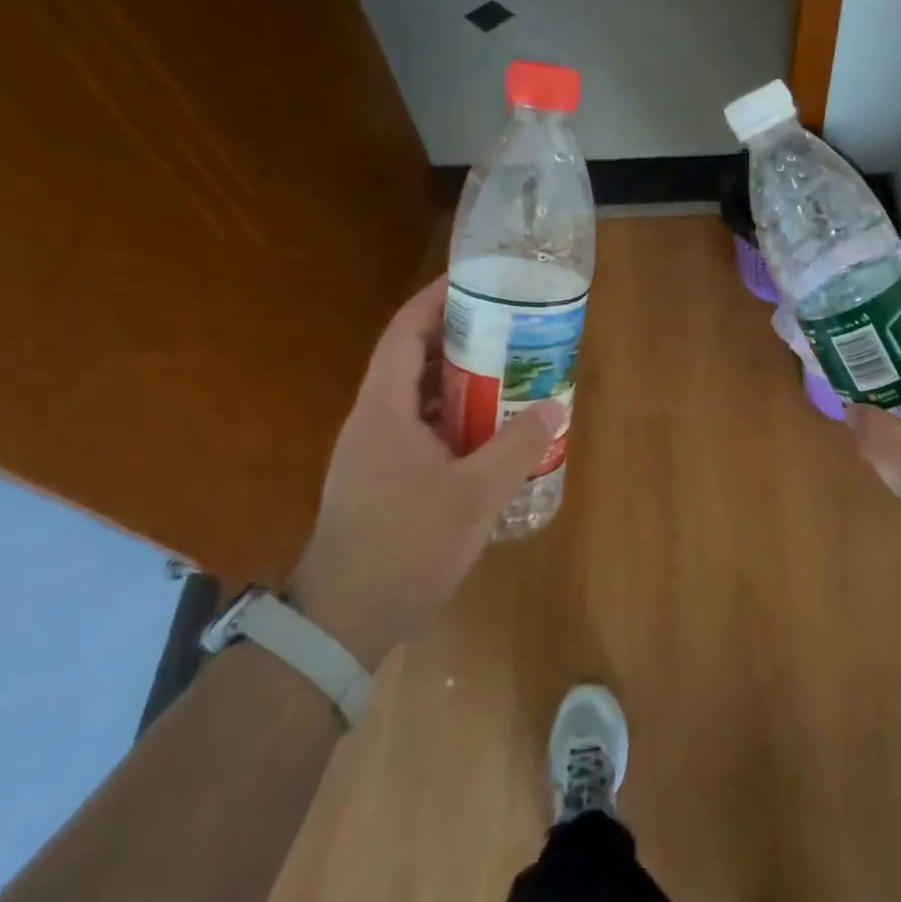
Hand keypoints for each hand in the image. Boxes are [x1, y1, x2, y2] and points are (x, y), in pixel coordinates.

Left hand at [289, 276, 563, 668]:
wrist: (345, 621)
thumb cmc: (405, 547)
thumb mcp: (473, 496)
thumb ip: (517, 448)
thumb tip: (555, 405)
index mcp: (384, 409)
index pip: (404, 333)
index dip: (435, 300)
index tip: (474, 280)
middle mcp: (374, 419)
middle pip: (414, 358)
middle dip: (459, 335)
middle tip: (508, 325)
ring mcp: (375, 450)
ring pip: (420, 395)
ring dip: (460, 378)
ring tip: (508, 368)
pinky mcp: (383, 476)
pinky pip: (422, 426)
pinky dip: (454, 415)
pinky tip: (490, 428)